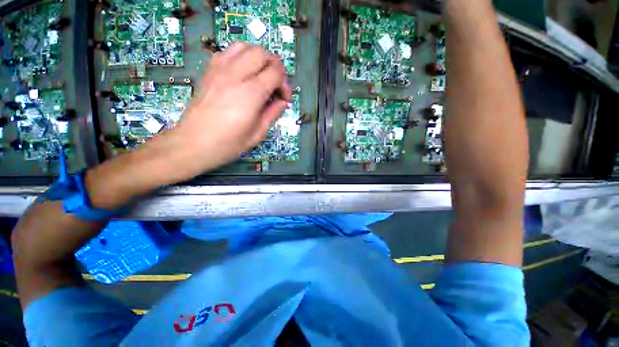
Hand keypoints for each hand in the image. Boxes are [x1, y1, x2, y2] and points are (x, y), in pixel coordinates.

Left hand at [157, 42, 292, 180]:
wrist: (193, 143)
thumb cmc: (228, 143)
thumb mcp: (258, 133)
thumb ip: (273, 114)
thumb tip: (282, 102)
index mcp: (251, 93)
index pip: (276, 72)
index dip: (285, 84)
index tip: (283, 99)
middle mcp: (236, 75)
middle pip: (262, 53)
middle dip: (274, 67)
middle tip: (274, 86)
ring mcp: (219, 69)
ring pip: (244, 46)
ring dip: (257, 58)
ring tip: (260, 76)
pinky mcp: (209, 71)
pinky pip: (228, 52)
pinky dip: (240, 57)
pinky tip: (242, 74)